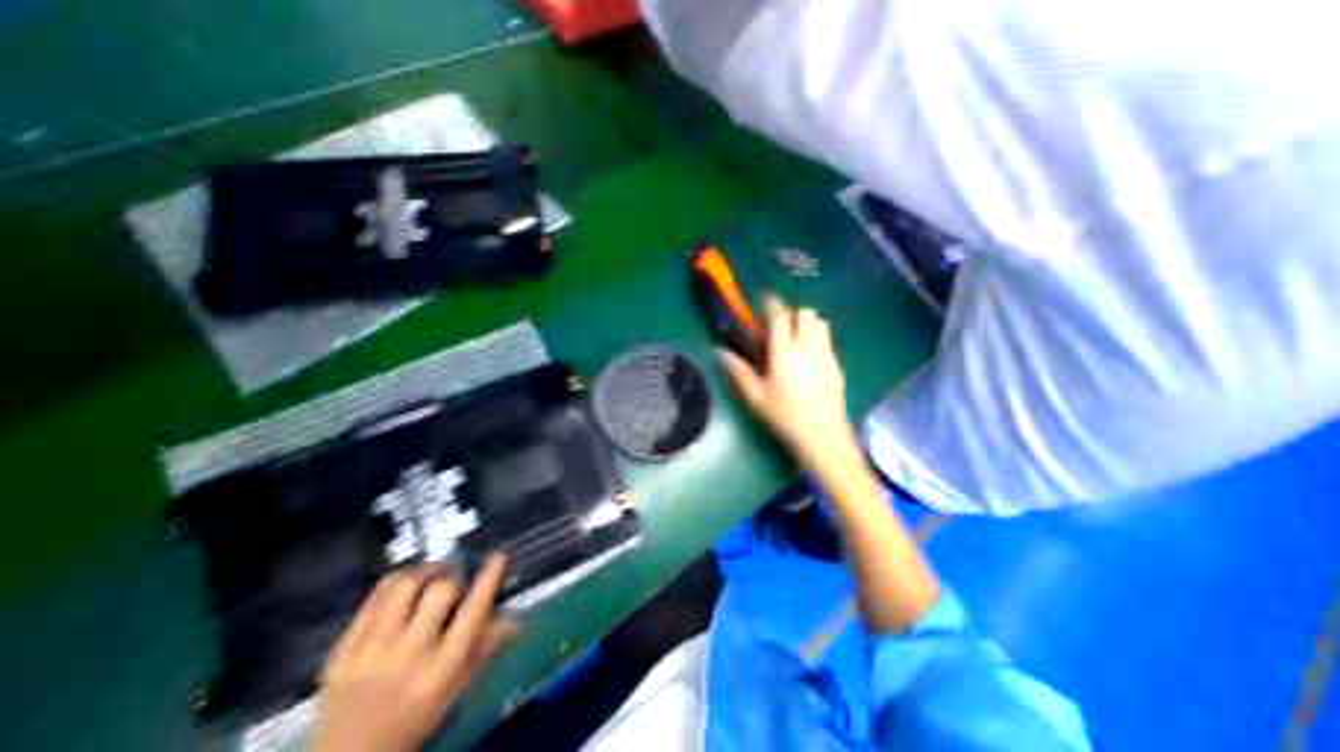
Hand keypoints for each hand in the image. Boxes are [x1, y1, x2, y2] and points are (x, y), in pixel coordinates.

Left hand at [309, 551, 516, 751]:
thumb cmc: (413, 721)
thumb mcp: (454, 690)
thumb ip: (484, 649)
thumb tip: (513, 618)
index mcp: (441, 669)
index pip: (473, 612)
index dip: (489, 579)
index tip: (499, 556)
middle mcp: (407, 656)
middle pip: (440, 591)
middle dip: (453, 577)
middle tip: (456, 577)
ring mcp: (369, 652)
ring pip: (403, 586)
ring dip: (424, 572)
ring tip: (432, 574)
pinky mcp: (341, 650)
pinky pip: (373, 597)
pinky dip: (396, 581)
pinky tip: (405, 584)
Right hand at [722, 298, 845, 465]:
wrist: (823, 436)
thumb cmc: (784, 416)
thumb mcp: (755, 396)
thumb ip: (737, 371)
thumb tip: (719, 351)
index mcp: (785, 352)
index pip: (781, 316)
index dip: (772, 304)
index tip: (764, 301)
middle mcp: (808, 347)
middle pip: (805, 313)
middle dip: (791, 313)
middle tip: (779, 327)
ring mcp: (826, 354)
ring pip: (821, 323)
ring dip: (807, 323)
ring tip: (795, 339)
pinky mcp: (837, 364)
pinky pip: (828, 339)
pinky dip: (817, 338)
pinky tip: (808, 357)